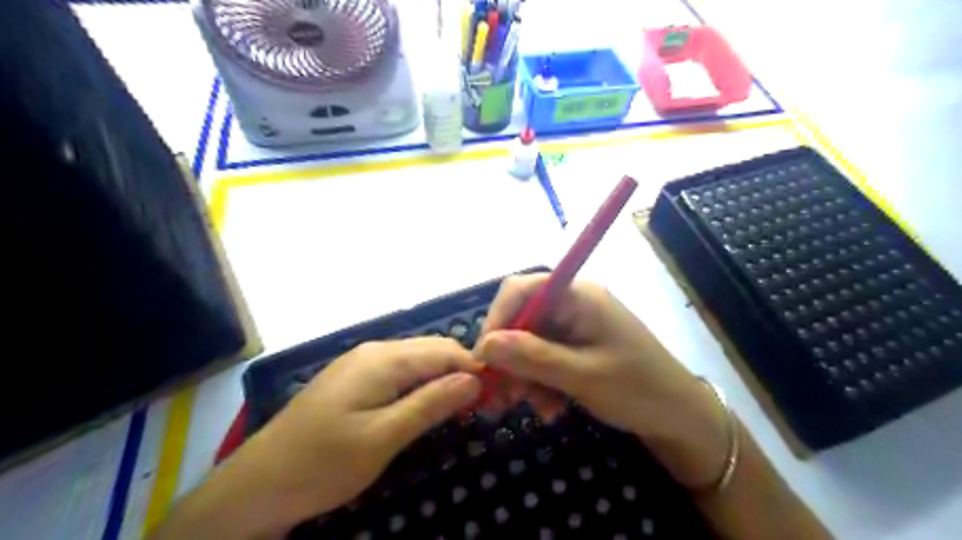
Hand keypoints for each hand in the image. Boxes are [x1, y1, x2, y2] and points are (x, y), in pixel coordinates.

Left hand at [178, 337, 480, 535]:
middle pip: (432, 350)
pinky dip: (421, 385)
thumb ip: (430, 404)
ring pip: (417, 361)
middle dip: (461, 371)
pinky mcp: (354, 379)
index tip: (498, 394)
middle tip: (483, 404)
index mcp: (384, 359)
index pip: (445, 350)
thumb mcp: (383, 438)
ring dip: (442, 378)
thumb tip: (474, 379)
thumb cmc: (322, 463)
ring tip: (461, 407)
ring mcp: (361, 363)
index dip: (475, 367)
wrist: (256, 485)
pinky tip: (426, 406)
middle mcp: (375, 351)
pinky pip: (399, 373)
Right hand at [473, 274, 730, 489]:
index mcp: (578, 295)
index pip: (521, 290)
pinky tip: (550, 408)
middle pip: (521, 318)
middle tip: (499, 396)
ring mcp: (575, 325)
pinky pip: (544, 358)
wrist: (681, 418)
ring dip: (524, 376)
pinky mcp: (577, 346)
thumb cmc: (638, 389)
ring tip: (534, 408)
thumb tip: (485, 345)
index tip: (483, 358)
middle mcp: (573, 303)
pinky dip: (540, 382)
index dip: (496, 319)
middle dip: (509, 357)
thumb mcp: (582, 376)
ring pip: (529, 343)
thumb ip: (532, 357)